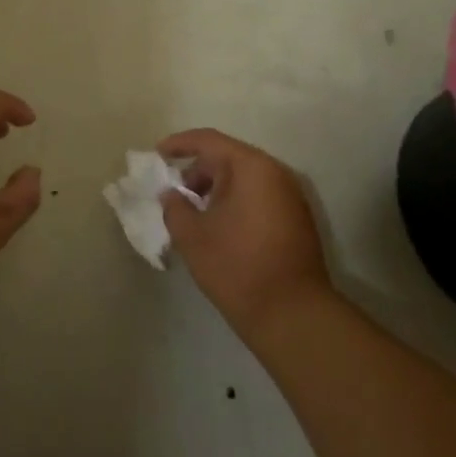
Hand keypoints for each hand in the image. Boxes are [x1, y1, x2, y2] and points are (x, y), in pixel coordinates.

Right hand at [160, 128, 332, 339]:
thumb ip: (175, 207)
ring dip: (217, 188)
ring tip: (194, 213)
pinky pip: (259, 196)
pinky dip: (236, 201)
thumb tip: (172, 195)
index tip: (158, 154)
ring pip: (245, 179)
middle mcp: (275, 173)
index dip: (180, 144)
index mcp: (251, 167)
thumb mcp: (193, 237)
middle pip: (229, 158)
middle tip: (175, 192)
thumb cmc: (238, 267)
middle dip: (198, 171)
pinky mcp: (297, 219)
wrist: (294, 315)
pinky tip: (220, 226)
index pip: (209, 141)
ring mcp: (291, 196)